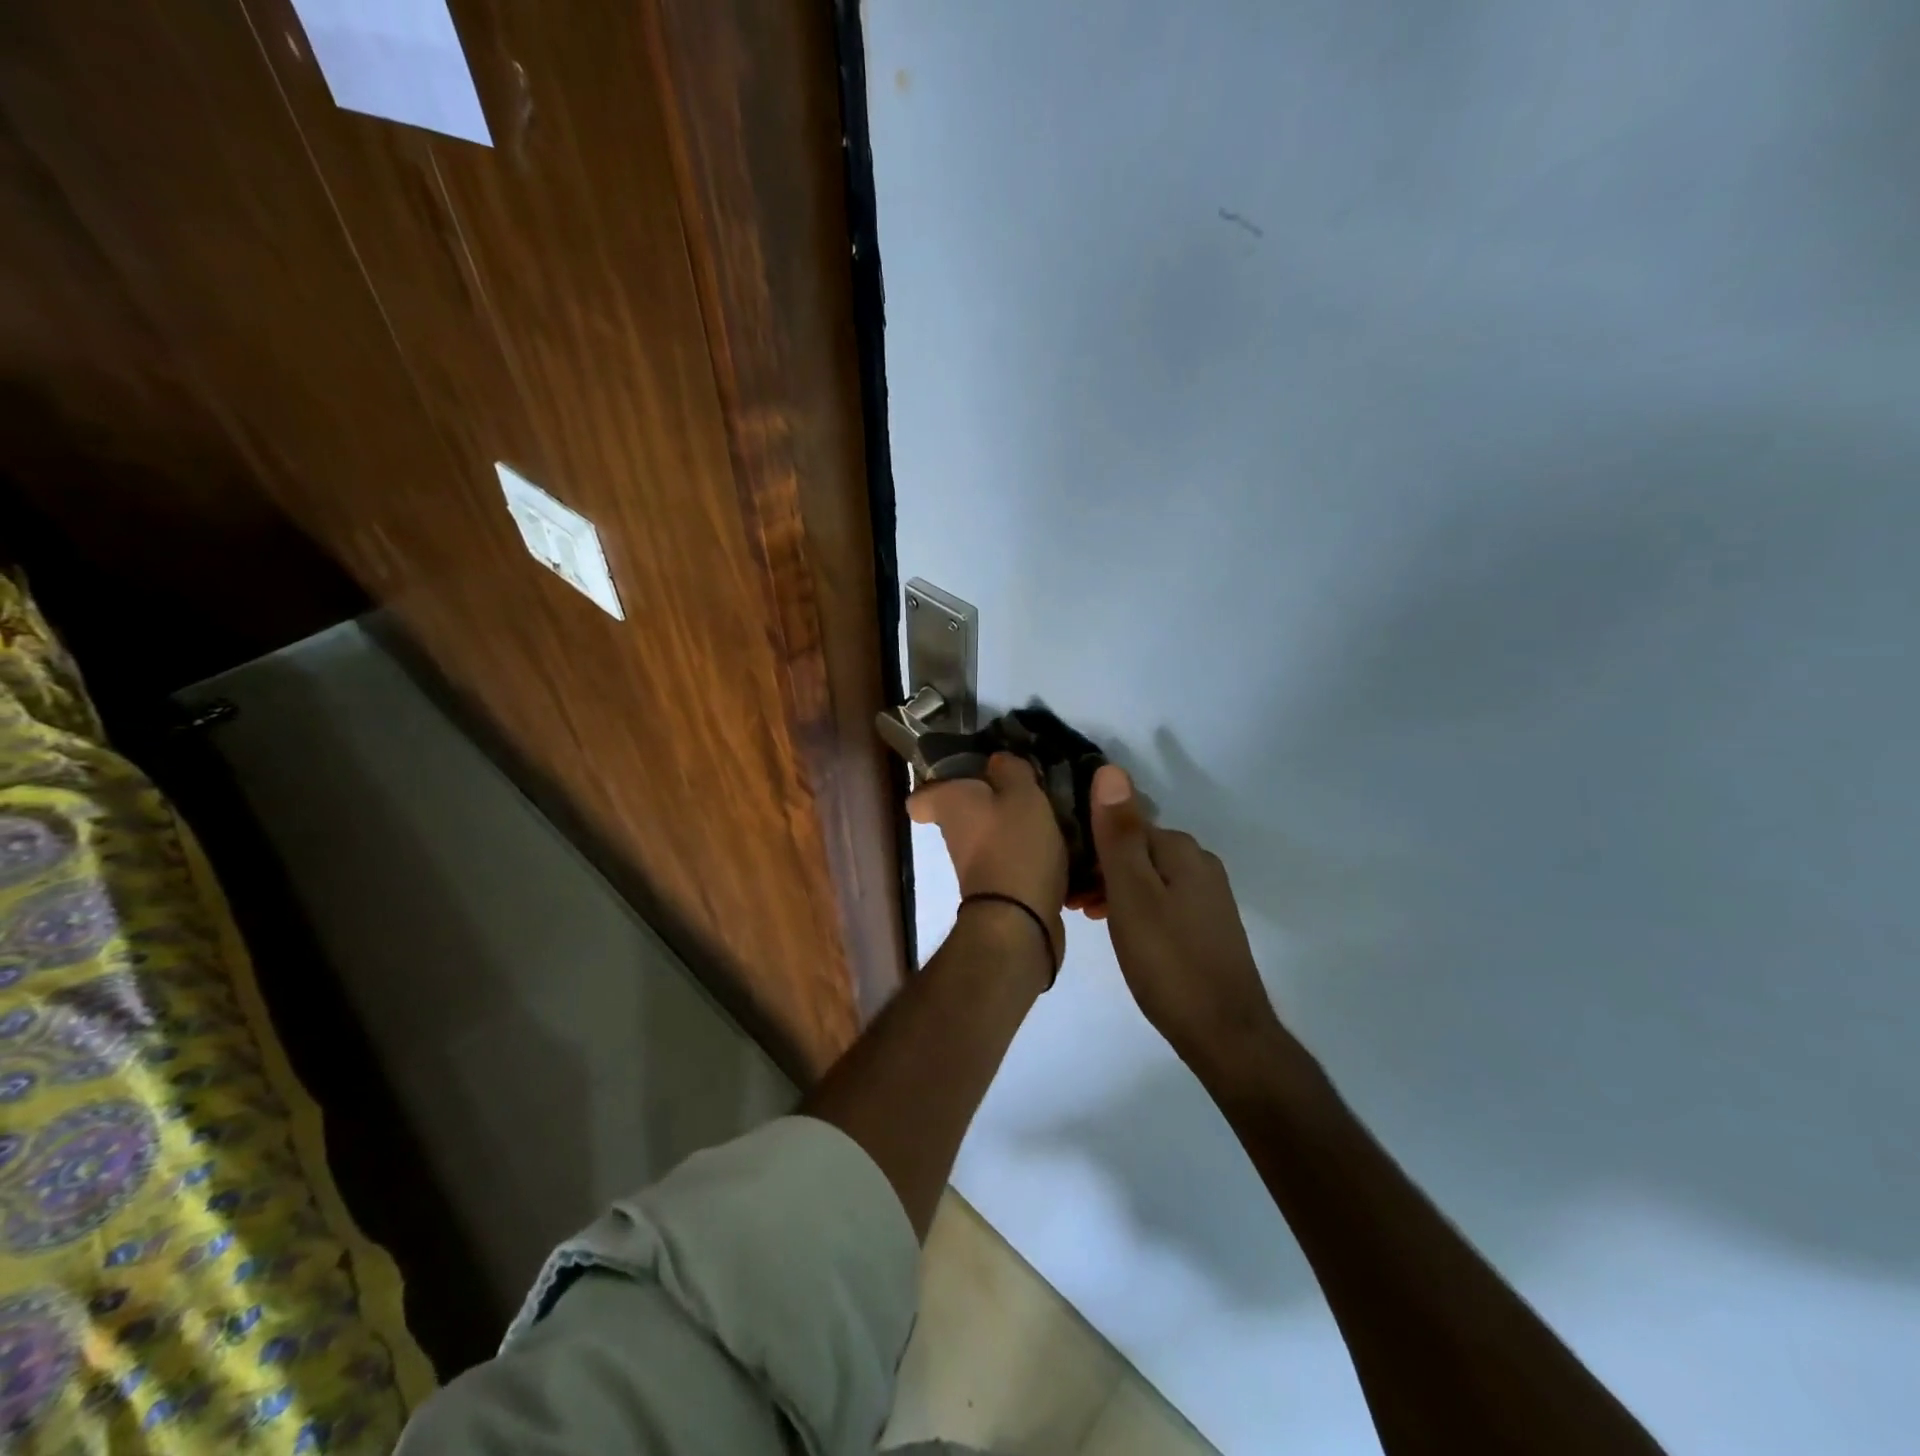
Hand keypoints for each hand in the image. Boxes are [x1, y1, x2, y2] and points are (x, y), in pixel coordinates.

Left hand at [910, 753, 1068, 966]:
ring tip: (1054, 813)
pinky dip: (1033, 854)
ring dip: (1018, 827)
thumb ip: (1011, 769)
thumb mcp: (1022, 793)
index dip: (937, 783)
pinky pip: (1014, 860)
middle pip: (966, 812)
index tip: (966, 774)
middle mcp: (954, 835)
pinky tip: (1063, 845)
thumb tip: (998, 761)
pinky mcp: (1000, 888)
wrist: (1020, 920)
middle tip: (1027, 787)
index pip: (920, 797)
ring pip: (993, 836)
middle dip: (993, 800)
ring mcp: (975, 865)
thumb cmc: (1015, 845)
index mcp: (949, 805)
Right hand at [1089, 764, 1280, 1063]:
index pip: (1123, 824)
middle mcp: (1199, 863)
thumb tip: (1110, 769)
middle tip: (1068, 899)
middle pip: (1135, 849)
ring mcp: (1207, 896)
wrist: (1225, 1035)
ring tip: (1085, 915)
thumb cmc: (1168, 961)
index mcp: (1182, 850)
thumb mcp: (1132, 895)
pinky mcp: (1206, 925)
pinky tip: (1120, 931)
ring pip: (1146, 876)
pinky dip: (1134, 907)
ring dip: (1113, 888)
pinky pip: (1160, 899)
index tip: (1060, 871)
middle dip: (1098, 866)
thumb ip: (1118, 834)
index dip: (1088, 843)